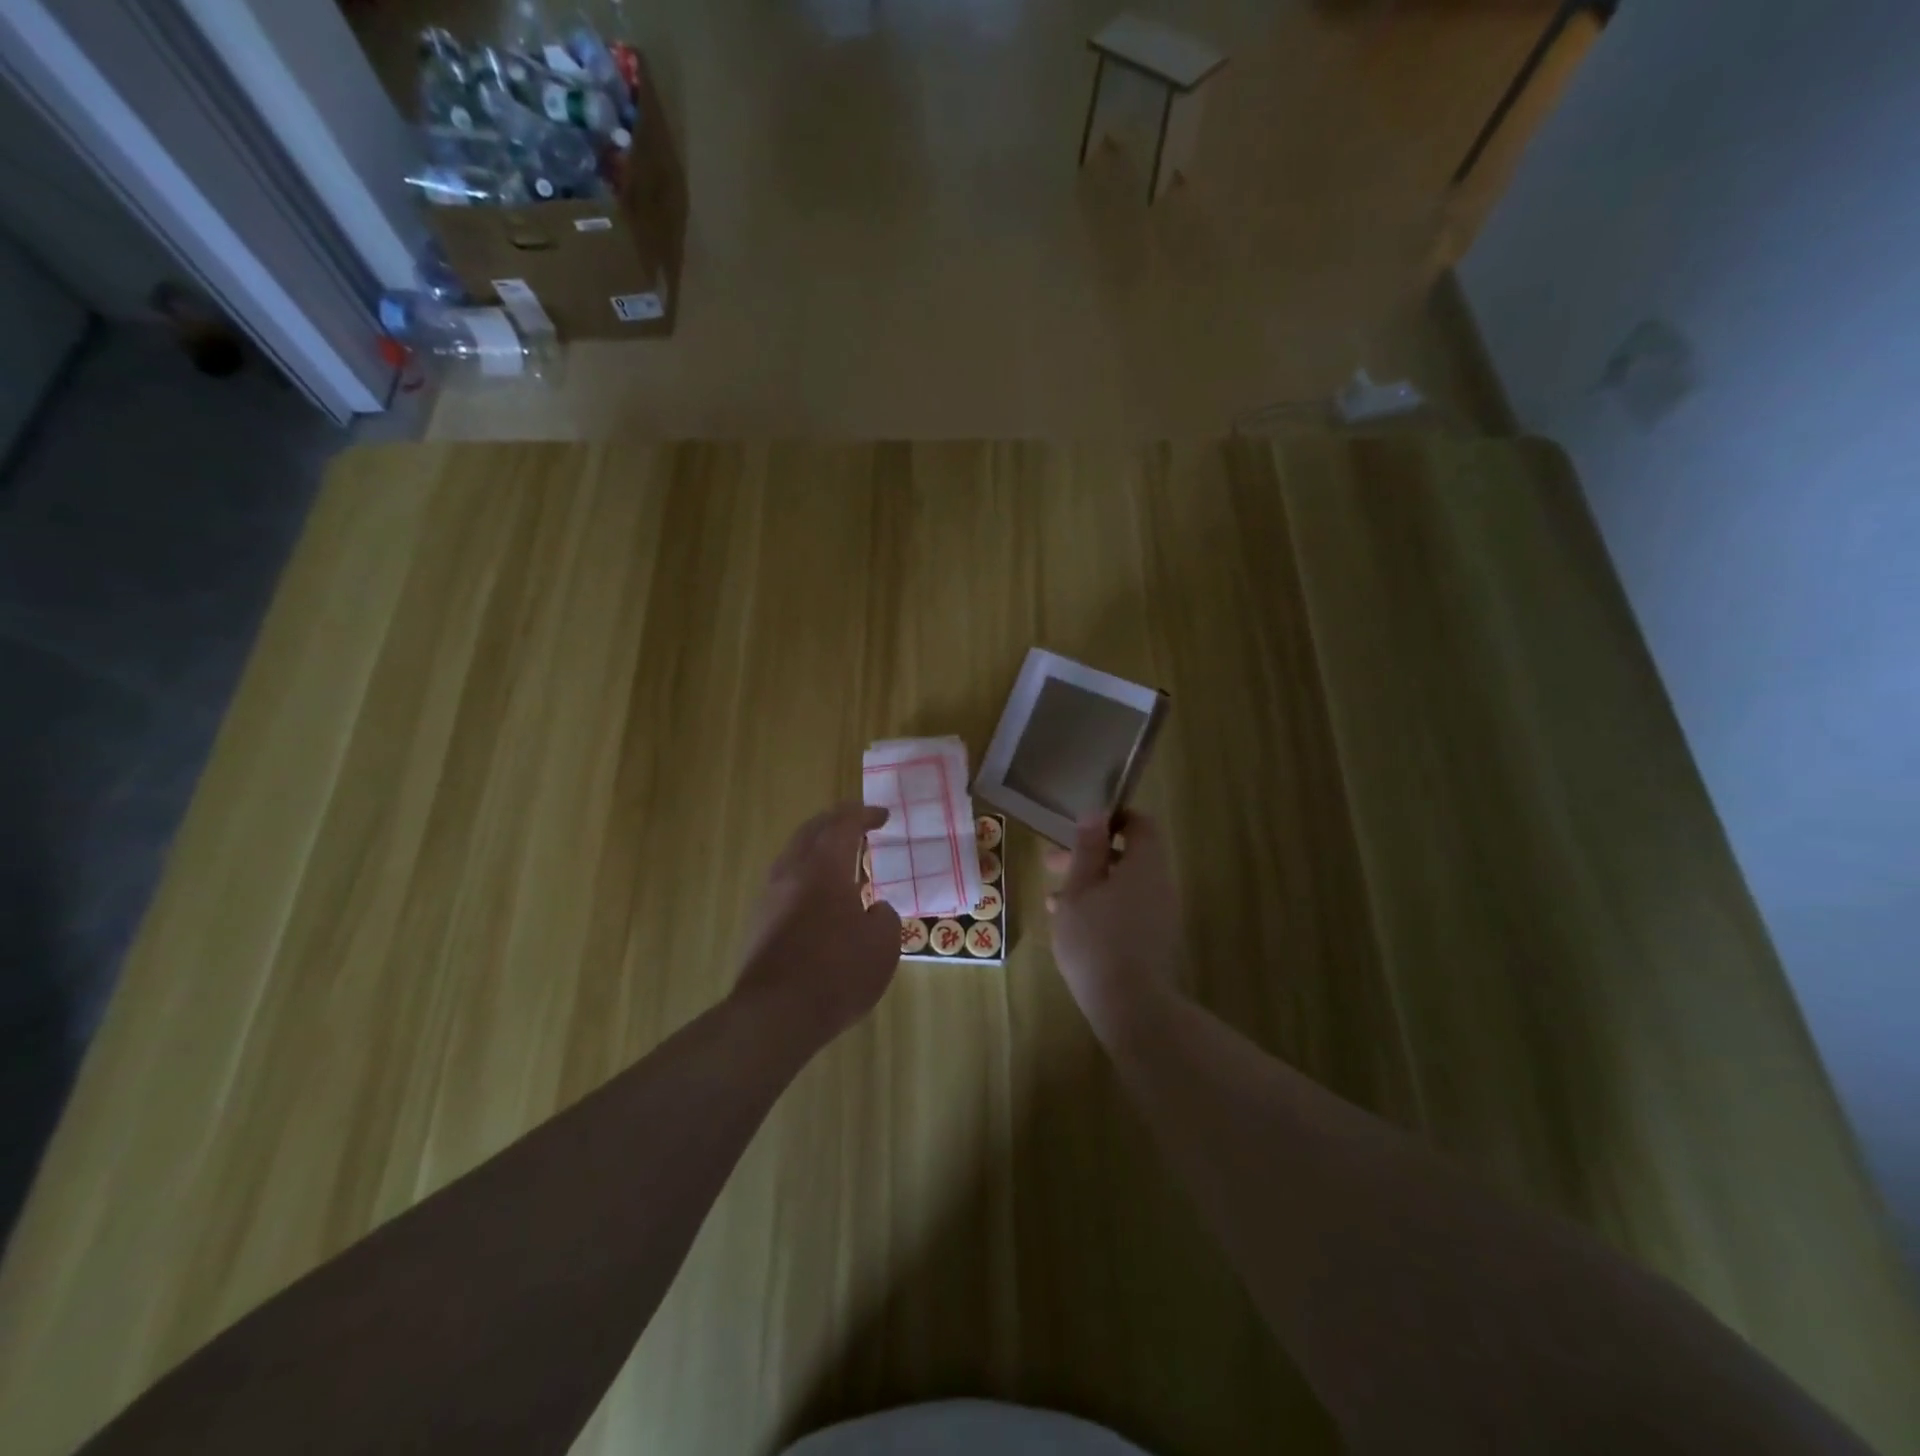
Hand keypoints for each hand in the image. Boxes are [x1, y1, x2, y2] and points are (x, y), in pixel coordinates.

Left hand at [733, 802, 903, 1045]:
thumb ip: (885, 917)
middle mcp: (792, 872)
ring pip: (793, 855)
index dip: (865, 815)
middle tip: (857, 823)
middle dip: (836, 821)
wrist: (775, 1015)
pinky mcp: (759, 922)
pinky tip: (821, 896)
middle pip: (812, 831)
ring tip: (841, 859)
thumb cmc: (837, 974)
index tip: (883, 816)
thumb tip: (876, 910)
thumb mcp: (883, 945)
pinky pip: (785, 882)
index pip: (844, 824)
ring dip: (817, 848)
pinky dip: (806, 874)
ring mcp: (770, 897)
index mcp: (825, 867)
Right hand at [1046, 814, 1184, 1043]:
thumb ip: (1088, 848)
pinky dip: (1099, 907)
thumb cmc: (1096, 937)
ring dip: (1089, 884)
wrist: (1130, 1005)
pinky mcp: (1153, 940)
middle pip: (1127, 856)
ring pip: (1122, 885)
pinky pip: (1126, 909)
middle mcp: (1159, 884)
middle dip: (1089, 856)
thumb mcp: (1080, 888)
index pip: (1140, 824)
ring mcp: (1159, 914)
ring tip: (1052, 898)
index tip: (1082, 826)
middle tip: (1052, 861)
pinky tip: (1068, 924)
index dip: (1113, 818)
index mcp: (1145, 865)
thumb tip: (1095, 812)